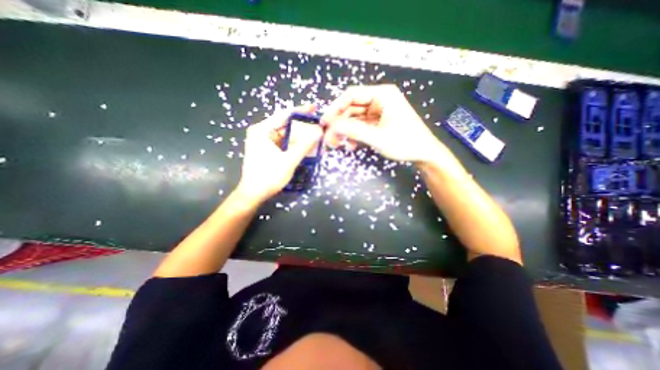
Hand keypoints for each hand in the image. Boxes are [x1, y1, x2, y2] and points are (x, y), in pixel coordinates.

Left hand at [236, 105, 324, 203]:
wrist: (254, 194)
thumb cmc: (269, 176)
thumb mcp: (289, 160)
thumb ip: (305, 145)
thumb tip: (319, 131)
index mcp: (262, 130)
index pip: (285, 115)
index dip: (301, 111)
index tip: (315, 108)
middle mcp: (262, 132)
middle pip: (286, 125)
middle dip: (303, 127)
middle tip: (318, 127)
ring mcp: (264, 141)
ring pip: (286, 135)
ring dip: (300, 137)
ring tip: (315, 137)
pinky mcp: (267, 150)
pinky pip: (284, 143)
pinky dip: (295, 145)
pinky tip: (306, 147)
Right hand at [321, 85, 445, 163]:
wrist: (423, 154)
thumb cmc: (405, 143)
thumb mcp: (377, 137)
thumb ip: (354, 131)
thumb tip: (332, 127)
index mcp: (382, 95)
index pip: (351, 95)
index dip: (335, 108)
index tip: (325, 122)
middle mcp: (379, 100)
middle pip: (352, 108)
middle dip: (340, 123)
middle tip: (330, 137)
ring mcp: (379, 112)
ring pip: (355, 118)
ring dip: (346, 131)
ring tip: (339, 144)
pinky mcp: (379, 122)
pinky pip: (362, 126)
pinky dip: (355, 135)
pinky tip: (351, 145)